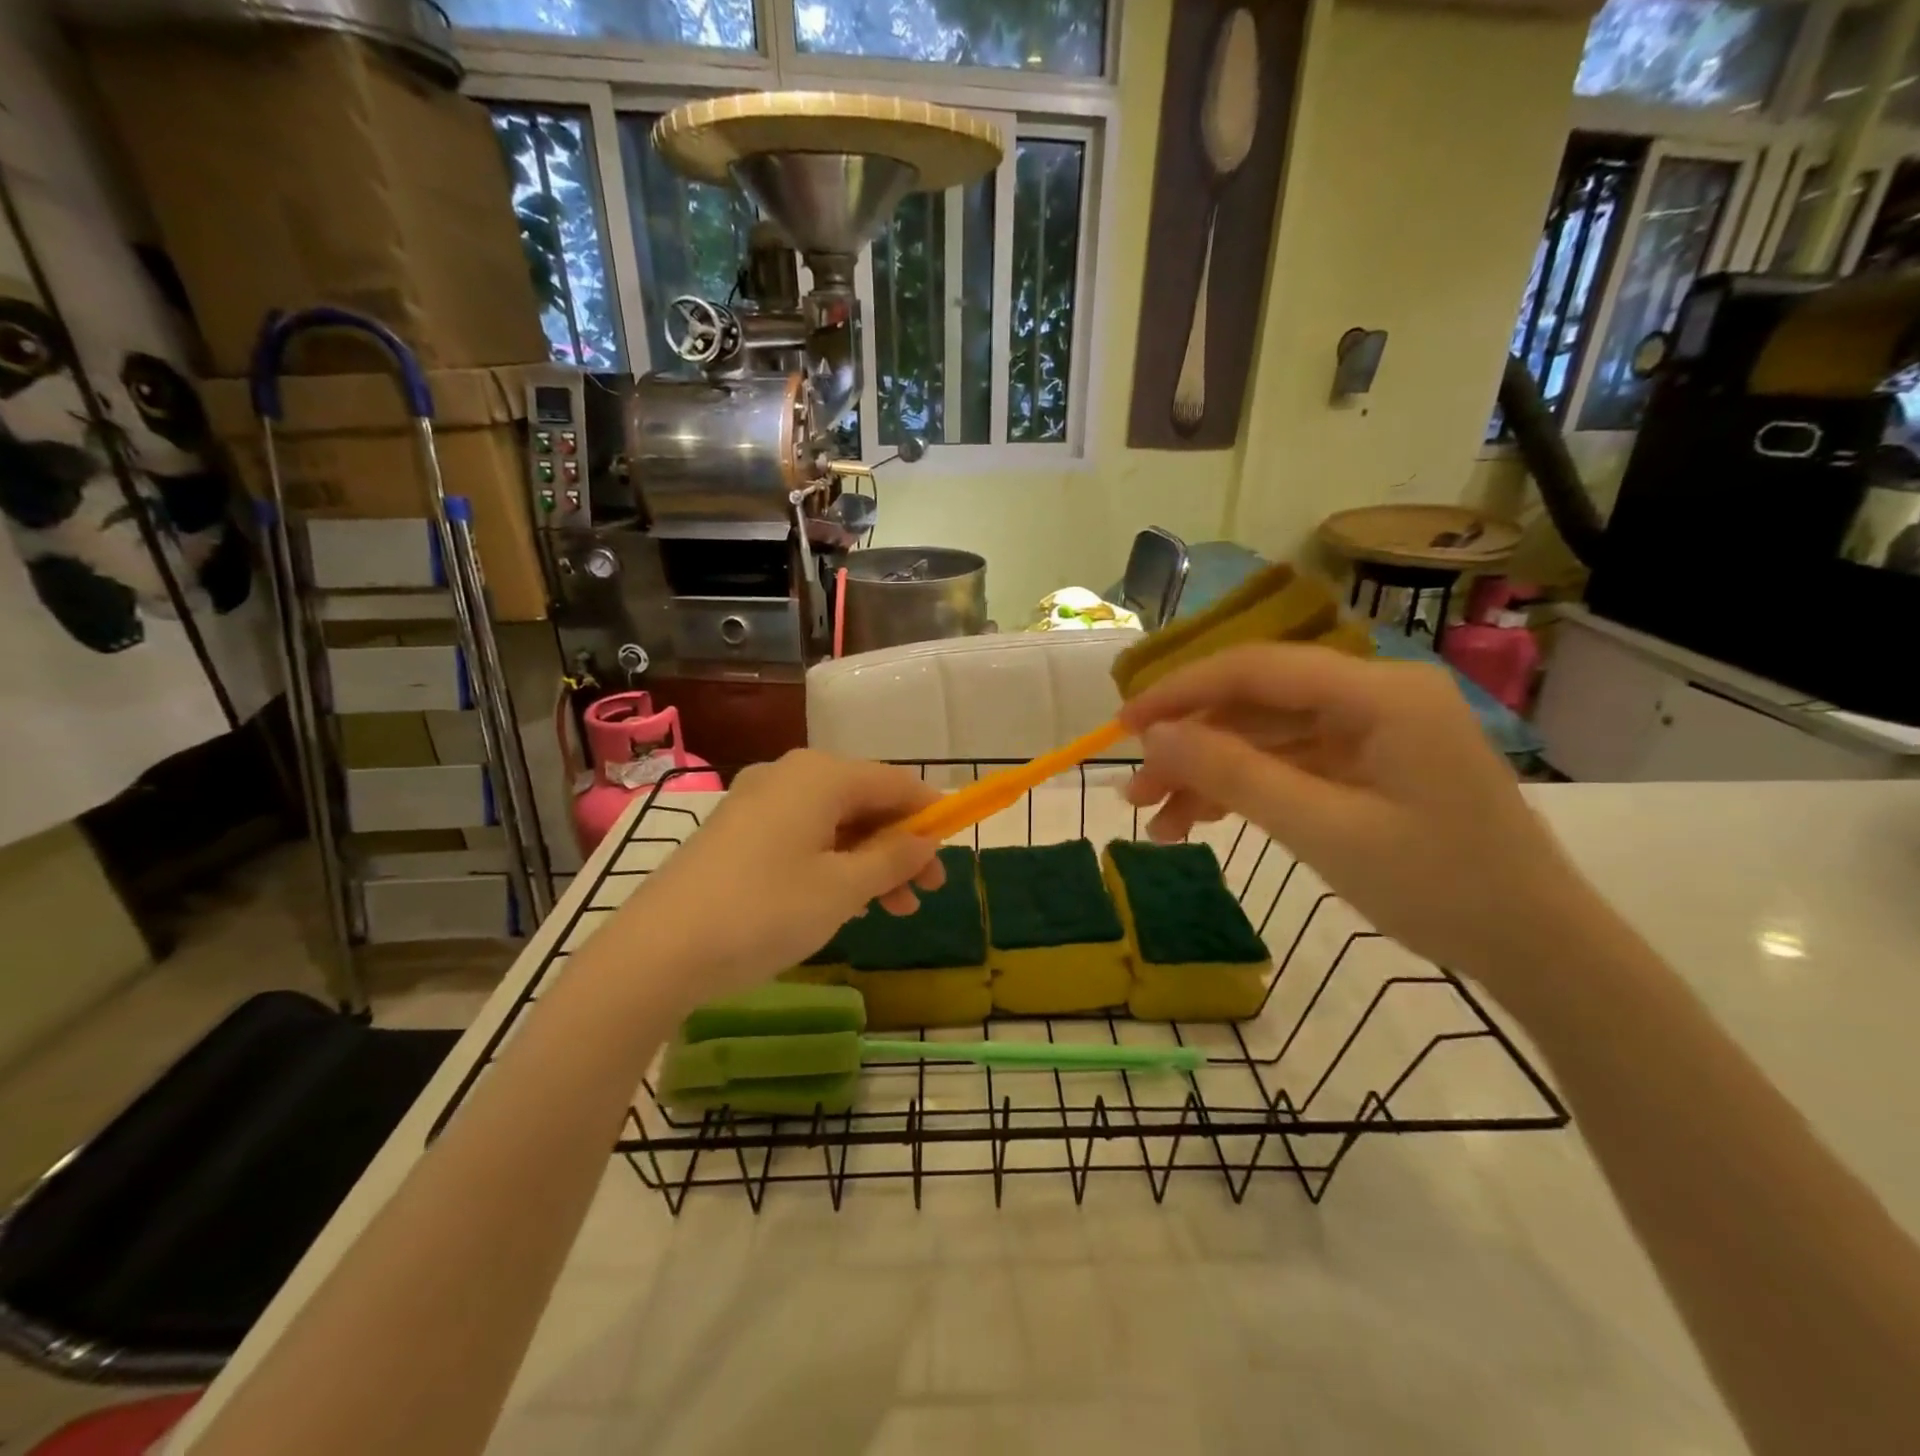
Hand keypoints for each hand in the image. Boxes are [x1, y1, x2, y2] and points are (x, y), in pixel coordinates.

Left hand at [616, 750, 944, 1004]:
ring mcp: (757, 802)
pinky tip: (842, 902)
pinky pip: (801, 836)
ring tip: (890, 909)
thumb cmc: (765, 911)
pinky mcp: (736, 831)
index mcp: (821, 776)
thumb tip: (927, 840)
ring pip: (833, 823)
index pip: (894, 783)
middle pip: (863, 802)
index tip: (952, 848)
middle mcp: (789, 776)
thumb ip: (893, 859)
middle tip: (924, 893)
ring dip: (868, 861)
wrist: (658, 950)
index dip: (930, 812)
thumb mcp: (843, 889)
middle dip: (899, 846)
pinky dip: (831, 863)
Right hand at [1118, 645, 1602, 983]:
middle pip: (1257, 704)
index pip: (1257, 668)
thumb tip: (1155, 736)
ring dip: (1210, 774)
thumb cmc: (1440, 888)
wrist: (1539, 950)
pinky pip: (1291, 763)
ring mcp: (1374, 730)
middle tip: (1135, 793)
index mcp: (1379, 692)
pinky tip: (1200, 821)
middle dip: (1190, 746)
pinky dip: (1245, 790)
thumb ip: (1235, 774)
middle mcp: (1375, 694)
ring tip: (1157, 822)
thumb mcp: (1324, 830)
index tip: (1123, 725)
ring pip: (1267, 737)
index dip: (1181, 691)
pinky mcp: (1371, 764)